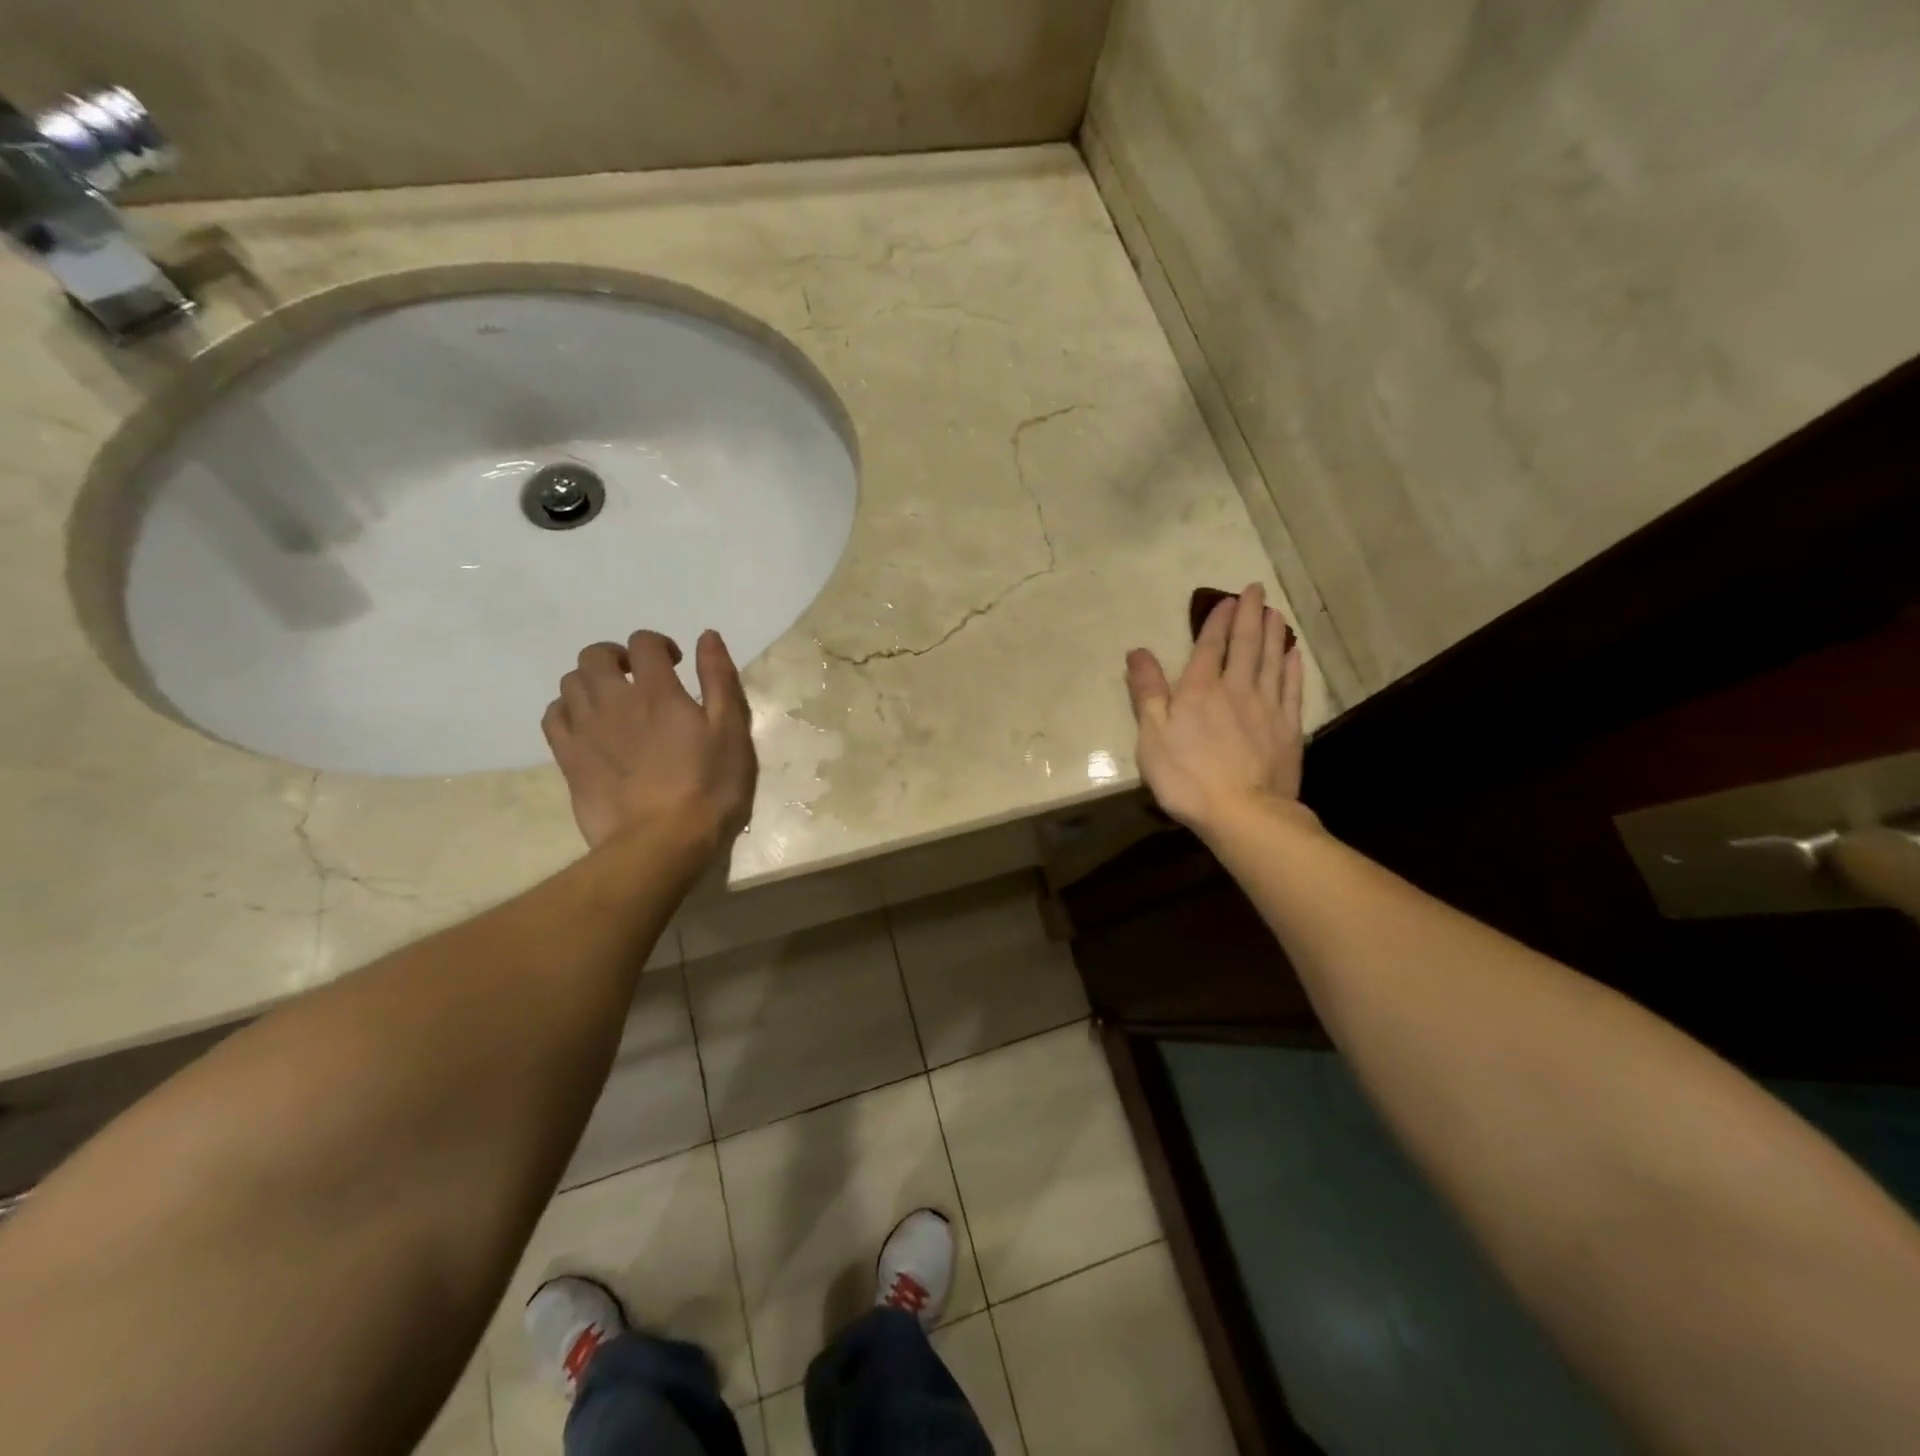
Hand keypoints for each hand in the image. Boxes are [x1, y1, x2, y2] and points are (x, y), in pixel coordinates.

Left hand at [543, 630, 757, 851]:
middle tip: (639, 677)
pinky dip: (567, 710)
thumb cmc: (709, 786)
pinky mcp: (568, 758)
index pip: (644, 643)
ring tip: (614, 702)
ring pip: (570, 683)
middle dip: (617, 656)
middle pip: (595, 656)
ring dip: (592, 682)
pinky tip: (588, 725)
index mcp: (657, 690)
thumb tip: (707, 636)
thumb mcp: (731, 730)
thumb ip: (719, 679)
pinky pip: (553, 717)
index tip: (676, 664)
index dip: (659, 645)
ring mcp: (585, 729)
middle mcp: (613, 700)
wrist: (662, 841)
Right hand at [1125, 582, 1305, 832]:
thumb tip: (1137, 652)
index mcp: (1199, 690)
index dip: (1216, 621)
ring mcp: (1267, 707)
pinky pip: (1292, 688)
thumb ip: (1147, 692)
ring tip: (1274, 612)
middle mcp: (1236, 689)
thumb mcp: (1152, 736)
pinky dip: (1292, 667)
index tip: (1225, 599)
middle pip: (1245, 644)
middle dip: (1249, 615)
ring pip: (1272, 660)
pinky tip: (1293, 654)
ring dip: (1273, 633)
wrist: (1243, 812)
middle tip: (1256, 589)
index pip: (1209, 646)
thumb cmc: (1187, 777)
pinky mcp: (1288, 728)